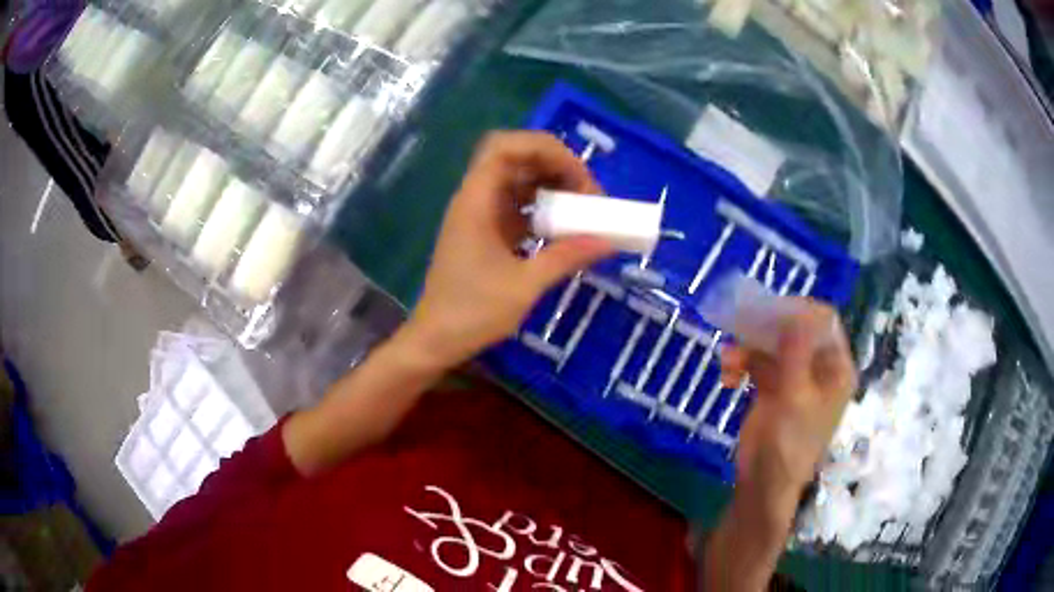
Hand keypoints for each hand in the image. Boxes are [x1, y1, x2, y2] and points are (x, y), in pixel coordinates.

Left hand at [404, 131, 613, 369]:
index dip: (544, 149)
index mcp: (476, 201)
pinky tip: (562, 228)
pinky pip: (516, 206)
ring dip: (550, 186)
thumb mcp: (524, 285)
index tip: (578, 177)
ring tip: (581, 209)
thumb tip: (607, 241)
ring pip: (517, 181)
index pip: (505, 147)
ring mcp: (479, 215)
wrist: (435, 340)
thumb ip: (566, 258)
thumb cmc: (472, 312)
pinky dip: (541, 208)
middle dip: (554, 165)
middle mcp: (475, 199)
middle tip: (586, 193)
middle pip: (514, 158)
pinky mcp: (484, 232)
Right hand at [720, 301, 856, 521]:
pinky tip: (727, 377)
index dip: (800, 310)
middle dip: (767, 327)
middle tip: (742, 323)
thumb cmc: (789, 444)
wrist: (763, 484)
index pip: (824, 323)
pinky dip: (741, 364)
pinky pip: (757, 362)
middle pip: (796, 329)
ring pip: (773, 344)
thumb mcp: (795, 397)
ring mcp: (795, 376)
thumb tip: (796, 310)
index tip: (770, 310)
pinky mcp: (773, 387)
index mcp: (836, 368)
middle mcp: (819, 367)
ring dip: (748, 347)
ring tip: (728, 360)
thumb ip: (796, 352)